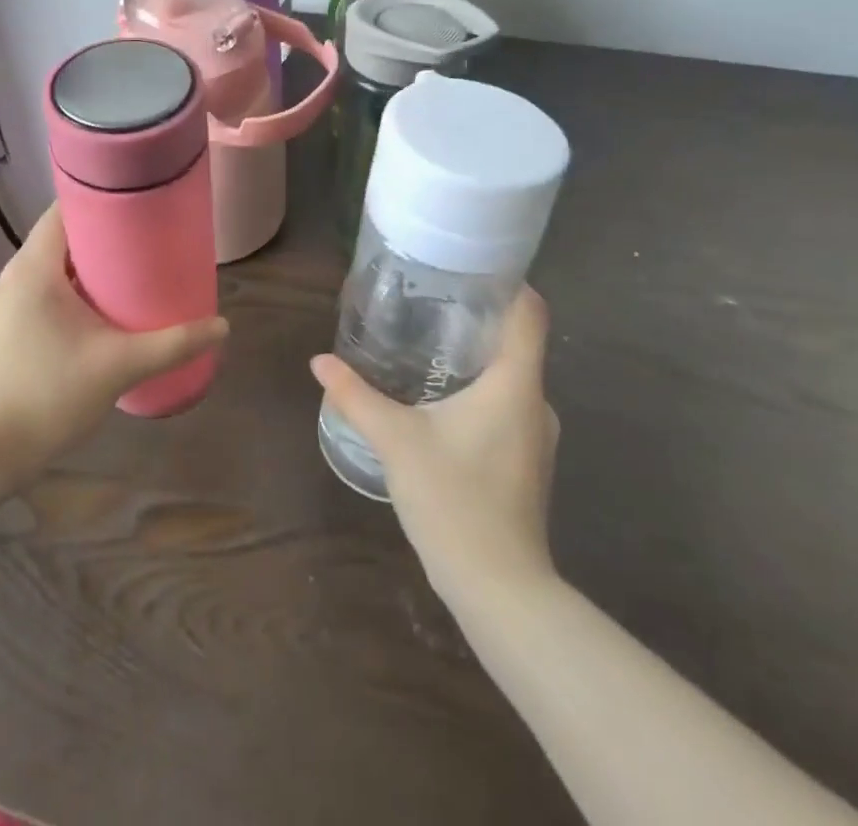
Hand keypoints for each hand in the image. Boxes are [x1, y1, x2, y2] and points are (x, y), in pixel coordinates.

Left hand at [0, 204, 227, 473]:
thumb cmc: (49, 394)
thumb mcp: (120, 366)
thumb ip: (173, 344)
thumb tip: (222, 326)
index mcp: (32, 269)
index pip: (63, 212)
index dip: (99, 203)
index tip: (135, 208)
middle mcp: (8, 278)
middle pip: (57, 242)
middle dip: (98, 243)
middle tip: (141, 250)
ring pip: (44, 273)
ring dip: (79, 274)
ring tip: (120, 284)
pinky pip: (32, 298)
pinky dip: (60, 298)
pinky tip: (86, 323)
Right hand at [310, 287, 557, 607]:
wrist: (499, 589)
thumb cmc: (454, 500)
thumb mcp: (397, 441)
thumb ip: (356, 397)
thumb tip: (320, 361)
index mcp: (516, 383)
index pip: (531, 312)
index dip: (508, 282)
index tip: (472, 267)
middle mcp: (537, 402)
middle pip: (519, 341)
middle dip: (479, 318)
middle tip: (432, 302)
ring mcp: (537, 435)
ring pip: (512, 376)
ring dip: (478, 358)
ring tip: (431, 344)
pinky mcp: (528, 461)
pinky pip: (509, 405)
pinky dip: (482, 391)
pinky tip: (444, 400)